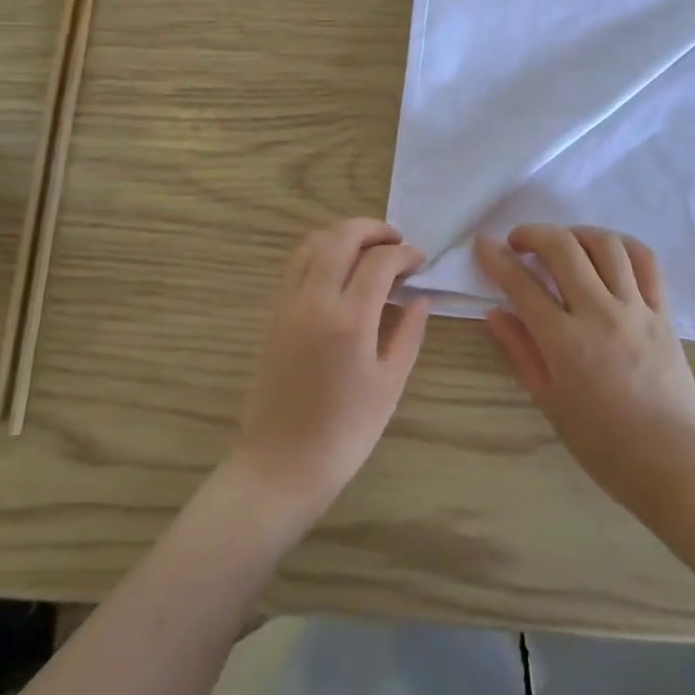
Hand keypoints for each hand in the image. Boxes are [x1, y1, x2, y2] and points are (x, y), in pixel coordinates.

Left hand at [230, 219, 430, 529]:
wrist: (281, 464)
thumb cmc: (345, 433)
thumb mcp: (389, 385)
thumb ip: (408, 335)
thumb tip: (421, 299)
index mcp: (349, 320)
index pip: (379, 261)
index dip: (405, 253)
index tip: (421, 261)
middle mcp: (314, 300)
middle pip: (341, 237)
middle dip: (374, 229)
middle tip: (398, 241)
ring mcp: (288, 303)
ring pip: (313, 243)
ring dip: (344, 235)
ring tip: (370, 249)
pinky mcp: (274, 313)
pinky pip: (296, 263)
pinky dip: (321, 251)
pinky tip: (340, 268)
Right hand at [476, 225, 694, 519]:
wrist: (672, 462)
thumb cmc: (602, 443)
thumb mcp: (549, 401)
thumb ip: (520, 351)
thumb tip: (495, 312)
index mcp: (565, 342)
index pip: (522, 285)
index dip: (497, 259)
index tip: (484, 244)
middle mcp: (599, 314)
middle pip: (563, 249)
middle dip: (533, 233)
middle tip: (519, 242)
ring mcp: (636, 309)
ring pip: (606, 245)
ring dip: (577, 233)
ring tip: (563, 244)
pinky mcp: (664, 312)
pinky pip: (647, 262)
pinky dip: (624, 245)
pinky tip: (608, 250)